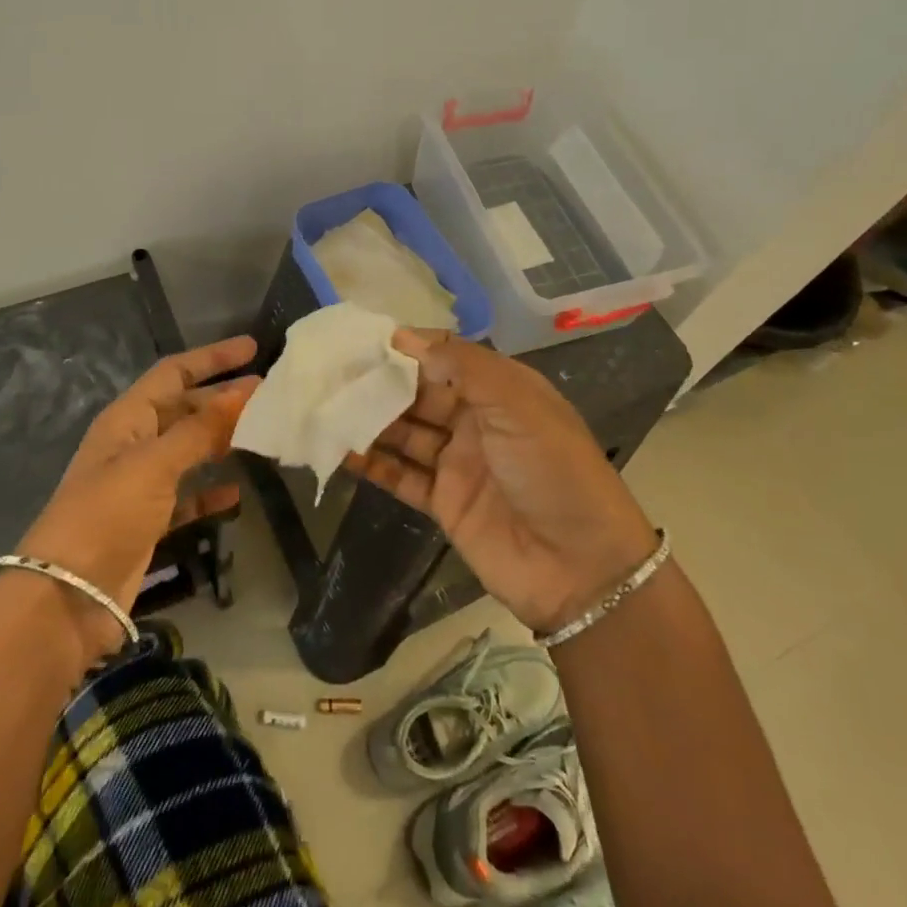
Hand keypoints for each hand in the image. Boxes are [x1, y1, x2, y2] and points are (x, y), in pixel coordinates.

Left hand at [16, 336, 259, 654]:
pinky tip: (237, 493)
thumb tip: (246, 390)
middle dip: (222, 400)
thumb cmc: (107, 514)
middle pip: (184, 409)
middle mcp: (133, 445)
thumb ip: (201, 429)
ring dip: (220, 441)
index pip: (173, 373)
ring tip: (262, 435)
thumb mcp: (154, 464)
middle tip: (269, 396)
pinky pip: (187, 496)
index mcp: (127, 419)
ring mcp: (140, 485)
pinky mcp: (148, 522)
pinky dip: (210, 492)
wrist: (67, 596)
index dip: (211, 358)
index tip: (252, 348)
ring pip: (189, 451)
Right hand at [347, 331, 657, 634]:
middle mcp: (477, 422)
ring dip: (370, 421)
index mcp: (501, 391)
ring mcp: (458, 463)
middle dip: (380, 384)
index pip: (445, 359)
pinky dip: (372, 464)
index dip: (408, 349)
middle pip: (419, 395)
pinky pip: (401, 476)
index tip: (362, 341)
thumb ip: (463, 367)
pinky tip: (340, 451)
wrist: (581, 569)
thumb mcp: (518, 406)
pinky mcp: (444, 503)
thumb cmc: (554, 472)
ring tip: (325, 407)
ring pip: (405, 434)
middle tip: (332, 374)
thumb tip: (407, 337)